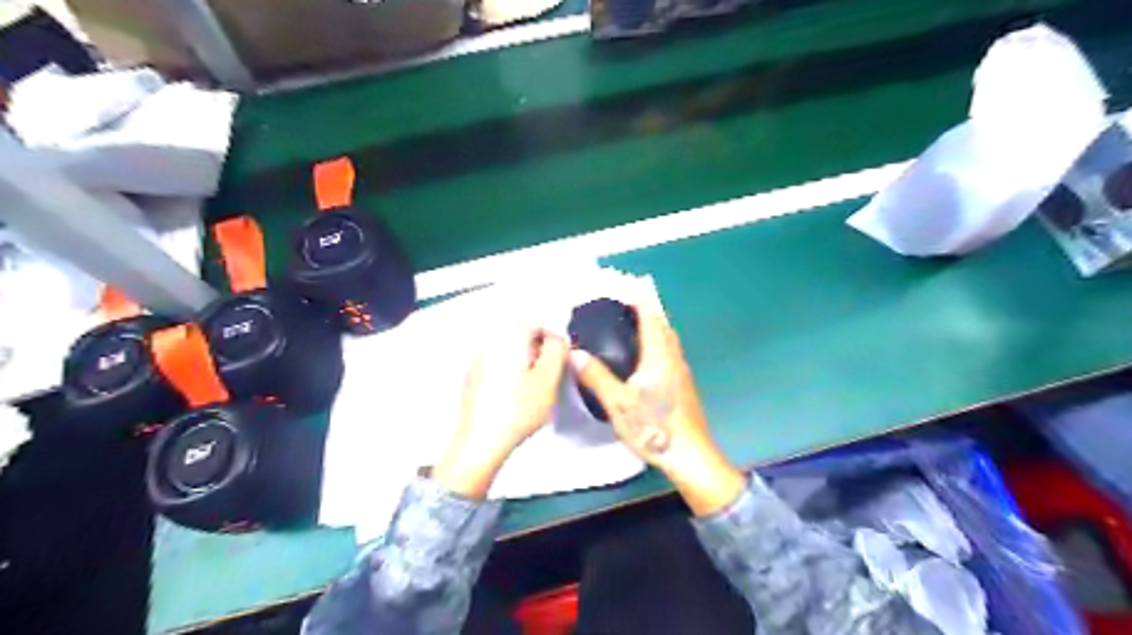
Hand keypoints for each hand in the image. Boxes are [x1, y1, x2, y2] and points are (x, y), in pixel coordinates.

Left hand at [437, 326, 570, 498]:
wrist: (481, 441)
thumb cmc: (516, 412)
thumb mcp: (548, 380)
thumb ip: (557, 350)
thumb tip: (558, 337)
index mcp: (508, 338)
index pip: (535, 318)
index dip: (553, 332)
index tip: (562, 350)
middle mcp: (489, 342)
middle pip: (519, 327)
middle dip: (539, 340)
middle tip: (551, 364)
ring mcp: (478, 358)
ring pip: (508, 342)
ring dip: (526, 352)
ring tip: (537, 377)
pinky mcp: (474, 374)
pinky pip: (497, 357)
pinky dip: (512, 364)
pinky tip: (519, 386)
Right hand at [571, 293, 748, 516]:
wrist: (689, 454)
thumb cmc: (654, 426)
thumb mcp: (618, 403)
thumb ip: (596, 376)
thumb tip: (575, 353)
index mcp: (659, 356)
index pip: (650, 317)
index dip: (638, 300)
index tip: (624, 290)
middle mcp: (674, 358)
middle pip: (662, 324)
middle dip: (646, 310)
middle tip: (624, 306)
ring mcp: (682, 371)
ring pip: (668, 339)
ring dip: (654, 326)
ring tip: (633, 327)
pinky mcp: (684, 385)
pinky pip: (670, 352)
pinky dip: (658, 342)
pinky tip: (645, 358)